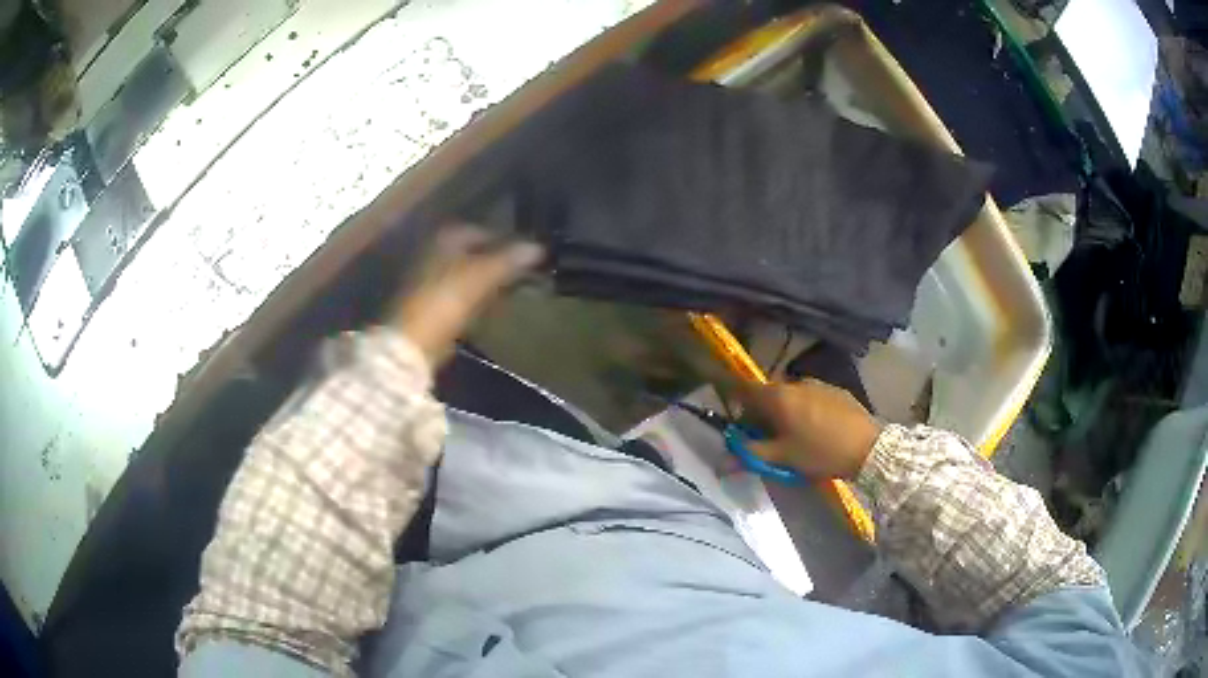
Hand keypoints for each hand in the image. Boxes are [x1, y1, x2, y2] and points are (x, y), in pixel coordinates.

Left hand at [390, 225, 543, 365]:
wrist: (414, 340)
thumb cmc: (447, 299)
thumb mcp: (483, 275)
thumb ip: (510, 259)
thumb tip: (539, 247)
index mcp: (446, 237)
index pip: (482, 231)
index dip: (505, 239)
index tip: (527, 252)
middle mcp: (435, 252)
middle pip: (474, 252)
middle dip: (497, 260)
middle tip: (524, 271)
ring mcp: (430, 279)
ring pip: (468, 273)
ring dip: (488, 280)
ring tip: (514, 289)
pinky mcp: (431, 305)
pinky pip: (461, 295)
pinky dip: (477, 298)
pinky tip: (492, 307)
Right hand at [737, 380, 882, 478]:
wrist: (869, 446)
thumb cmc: (820, 452)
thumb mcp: (782, 458)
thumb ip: (749, 455)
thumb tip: (720, 461)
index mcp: (777, 397)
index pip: (743, 389)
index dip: (732, 399)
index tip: (730, 416)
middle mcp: (794, 383)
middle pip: (767, 393)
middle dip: (759, 412)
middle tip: (762, 437)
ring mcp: (817, 384)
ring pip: (790, 395)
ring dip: (783, 411)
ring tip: (790, 436)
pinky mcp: (836, 391)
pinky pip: (810, 397)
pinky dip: (804, 409)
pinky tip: (815, 429)